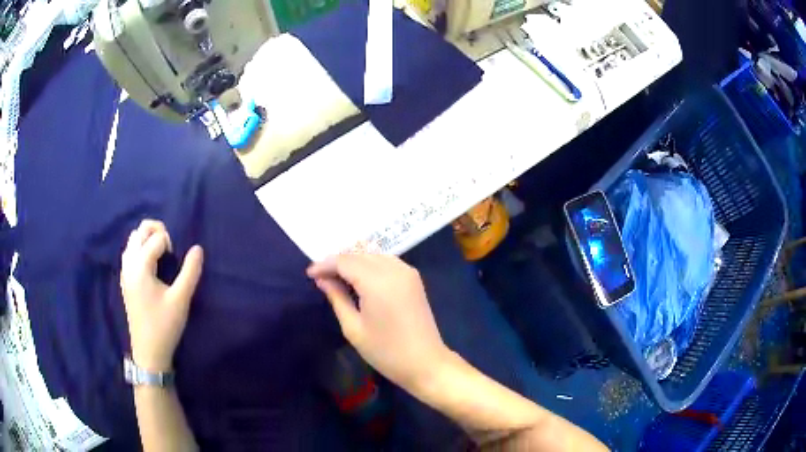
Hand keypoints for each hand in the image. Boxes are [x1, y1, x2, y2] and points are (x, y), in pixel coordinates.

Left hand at [120, 220, 203, 371]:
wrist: (148, 351)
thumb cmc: (164, 325)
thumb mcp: (181, 300)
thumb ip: (190, 272)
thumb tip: (198, 248)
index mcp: (141, 266)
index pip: (156, 237)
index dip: (170, 245)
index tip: (175, 264)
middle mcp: (129, 264)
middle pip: (140, 230)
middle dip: (157, 232)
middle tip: (169, 251)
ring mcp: (125, 272)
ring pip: (133, 240)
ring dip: (147, 240)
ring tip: (160, 257)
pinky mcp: (125, 280)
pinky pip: (130, 252)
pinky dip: (140, 250)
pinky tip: (150, 268)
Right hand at [307, 254, 449, 390]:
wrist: (425, 363)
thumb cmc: (385, 351)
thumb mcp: (354, 328)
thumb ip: (337, 298)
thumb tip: (322, 279)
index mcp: (377, 282)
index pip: (345, 261)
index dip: (325, 265)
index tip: (309, 274)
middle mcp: (394, 269)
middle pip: (359, 254)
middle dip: (338, 261)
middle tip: (321, 276)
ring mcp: (407, 271)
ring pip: (373, 254)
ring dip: (354, 260)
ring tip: (336, 276)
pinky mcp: (414, 278)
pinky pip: (386, 261)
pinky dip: (370, 263)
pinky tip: (359, 277)